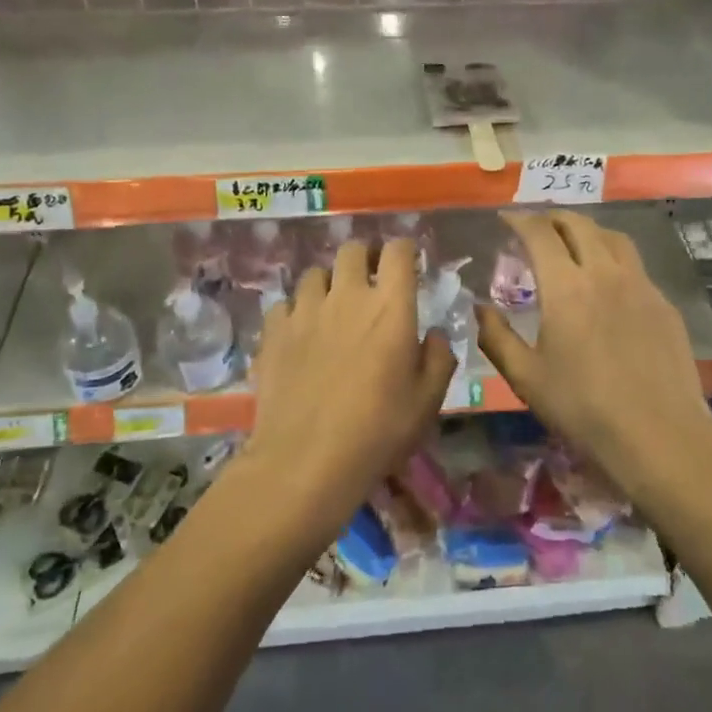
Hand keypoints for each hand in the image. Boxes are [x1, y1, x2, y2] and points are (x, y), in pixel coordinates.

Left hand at [246, 238, 455, 546]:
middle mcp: (346, 295)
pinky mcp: (273, 330)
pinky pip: (284, 304)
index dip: (404, 251)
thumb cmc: (378, 430)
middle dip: (365, 258)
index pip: (398, 251)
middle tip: (370, 282)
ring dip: (328, 283)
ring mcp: (305, 310)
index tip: (408, 264)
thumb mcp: (427, 401)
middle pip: (352, 250)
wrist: (307, 461)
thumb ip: (438, 358)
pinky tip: (299, 334)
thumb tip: (433, 334)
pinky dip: (295, 311)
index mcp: (390, 306)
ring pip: (315, 273)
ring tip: (331, 307)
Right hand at [476, 211, 711, 494]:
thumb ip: (496, 338)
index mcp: (566, 287)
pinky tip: (609, 285)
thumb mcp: (526, 378)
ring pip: (614, 238)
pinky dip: (613, 259)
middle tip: (537, 227)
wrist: (659, 435)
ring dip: (587, 231)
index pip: (539, 233)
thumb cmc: (583, 408)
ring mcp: (641, 286)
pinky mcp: (664, 305)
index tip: (506, 219)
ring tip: (574, 243)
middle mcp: (605, 273)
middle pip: (579, 225)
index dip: (519, 220)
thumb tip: (479, 308)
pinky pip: (635, 266)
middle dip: (553, 218)